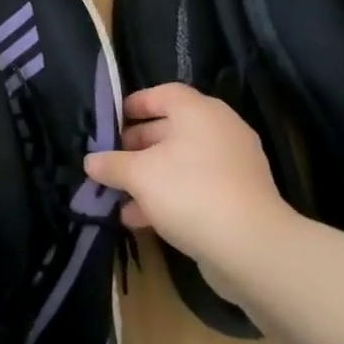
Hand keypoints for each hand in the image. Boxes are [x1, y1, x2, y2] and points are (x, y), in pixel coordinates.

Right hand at [84, 83, 297, 268]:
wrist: (253, 249)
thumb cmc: (190, 192)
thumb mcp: (139, 175)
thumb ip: (112, 164)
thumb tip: (90, 160)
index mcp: (199, 111)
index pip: (162, 94)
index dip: (134, 105)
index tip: (111, 122)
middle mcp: (220, 130)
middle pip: (171, 128)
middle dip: (137, 146)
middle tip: (112, 161)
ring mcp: (233, 164)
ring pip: (182, 161)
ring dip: (150, 176)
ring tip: (120, 196)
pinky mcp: (239, 197)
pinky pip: (197, 187)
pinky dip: (171, 196)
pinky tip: (142, 219)